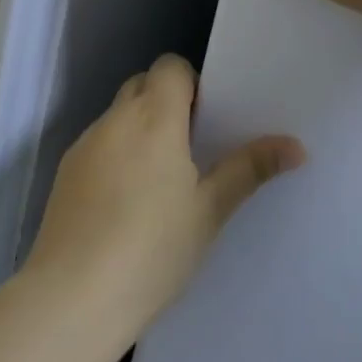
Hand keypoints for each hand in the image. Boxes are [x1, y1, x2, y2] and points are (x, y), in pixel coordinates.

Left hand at [24, 55, 304, 344]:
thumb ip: (248, 170)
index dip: (190, 83)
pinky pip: (98, 144)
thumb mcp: (209, 211)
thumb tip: (296, 145)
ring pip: (117, 115)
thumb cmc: (152, 250)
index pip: (170, 66)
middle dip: (166, 103)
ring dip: (139, 129)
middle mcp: (115, 119)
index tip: (206, 121)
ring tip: (158, 182)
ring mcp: (85, 144)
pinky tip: (124, 204)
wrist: (73, 295)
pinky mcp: (66, 170)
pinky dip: (115, 154)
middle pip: (142, 85)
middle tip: (190, 149)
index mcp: (153, 118)